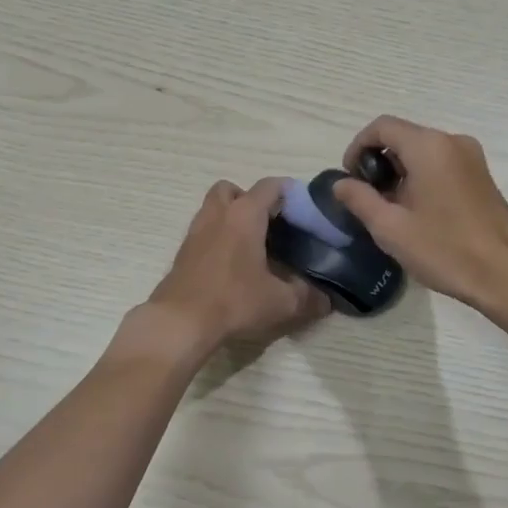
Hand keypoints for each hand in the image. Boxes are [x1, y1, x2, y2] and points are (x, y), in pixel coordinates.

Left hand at [146, 178, 329, 354]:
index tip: (304, 209)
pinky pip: (204, 230)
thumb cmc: (234, 301)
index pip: (270, 186)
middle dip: (252, 200)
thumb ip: (308, 297)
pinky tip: (231, 264)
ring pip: (214, 208)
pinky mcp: (183, 251)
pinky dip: (218, 237)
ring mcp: (196, 230)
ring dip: (231, 216)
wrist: (180, 321)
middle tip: (270, 225)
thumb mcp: (281, 302)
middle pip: (234, 189)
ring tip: (251, 244)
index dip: (289, 192)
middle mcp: (218, 214)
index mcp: (245, 215)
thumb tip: (326, 300)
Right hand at [331, 116, 507, 317]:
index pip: (381, 127)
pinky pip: (441, 164)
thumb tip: (341, 184)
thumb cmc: (446, 250)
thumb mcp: (391, 228)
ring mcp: (472, 158)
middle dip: (378, 162)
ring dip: (399, 172)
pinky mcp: (481, 176)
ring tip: (390, 210)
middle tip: (367, 199)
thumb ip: (360, 199)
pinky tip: (417, 212)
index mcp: (429, 146)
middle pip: (403, 137)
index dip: (357, 147)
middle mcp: (452, 141)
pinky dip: (421, 178)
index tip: (349, 179)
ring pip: (422, 152)